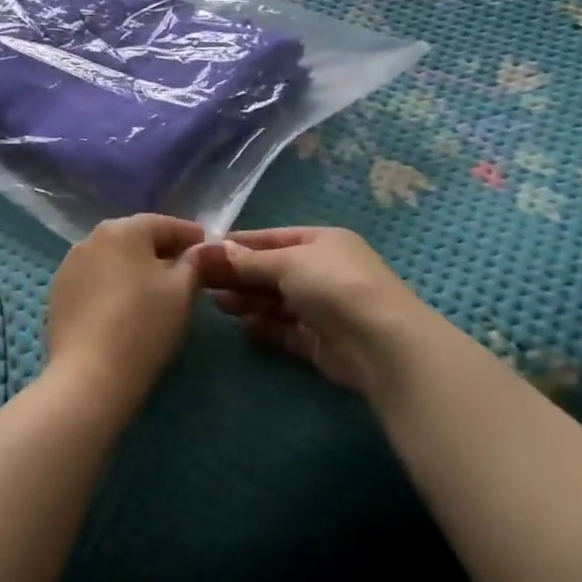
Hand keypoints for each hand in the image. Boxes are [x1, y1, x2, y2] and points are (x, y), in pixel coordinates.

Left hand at [45, 214, 205, 417]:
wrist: (90, 375)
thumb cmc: (144, 325)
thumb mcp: (182, 291)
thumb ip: (195, 262)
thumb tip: (203, 248)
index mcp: (122, 229)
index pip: (163, 224)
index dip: (189, 235)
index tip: (207, 246)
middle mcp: (91, 238)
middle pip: (134, 237)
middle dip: (160, 249)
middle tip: (184, 268)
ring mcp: (69, 266)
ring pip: (112, 259)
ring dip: (134, 267)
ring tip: (154, 288)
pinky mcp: (57, 294)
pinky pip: (94, 280)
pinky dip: (112, 285)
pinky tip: (124, 305)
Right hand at [192, 227, 431, 399]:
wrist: (380, 342)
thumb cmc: (333, 285)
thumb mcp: (288, 262)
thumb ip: (251, 260)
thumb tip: (217, 248)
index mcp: (322, 242)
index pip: (273, 238)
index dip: (241, 244)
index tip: (207, 250)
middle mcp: (323, 272)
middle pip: (273, 270)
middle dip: (240, 275)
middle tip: (202, 280)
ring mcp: (323, 308)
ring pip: (277, 301)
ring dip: (248, 300)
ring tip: (217, 303)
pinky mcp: (320, 342)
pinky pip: (286, 330)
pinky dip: (265, 326)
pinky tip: (243, 326)